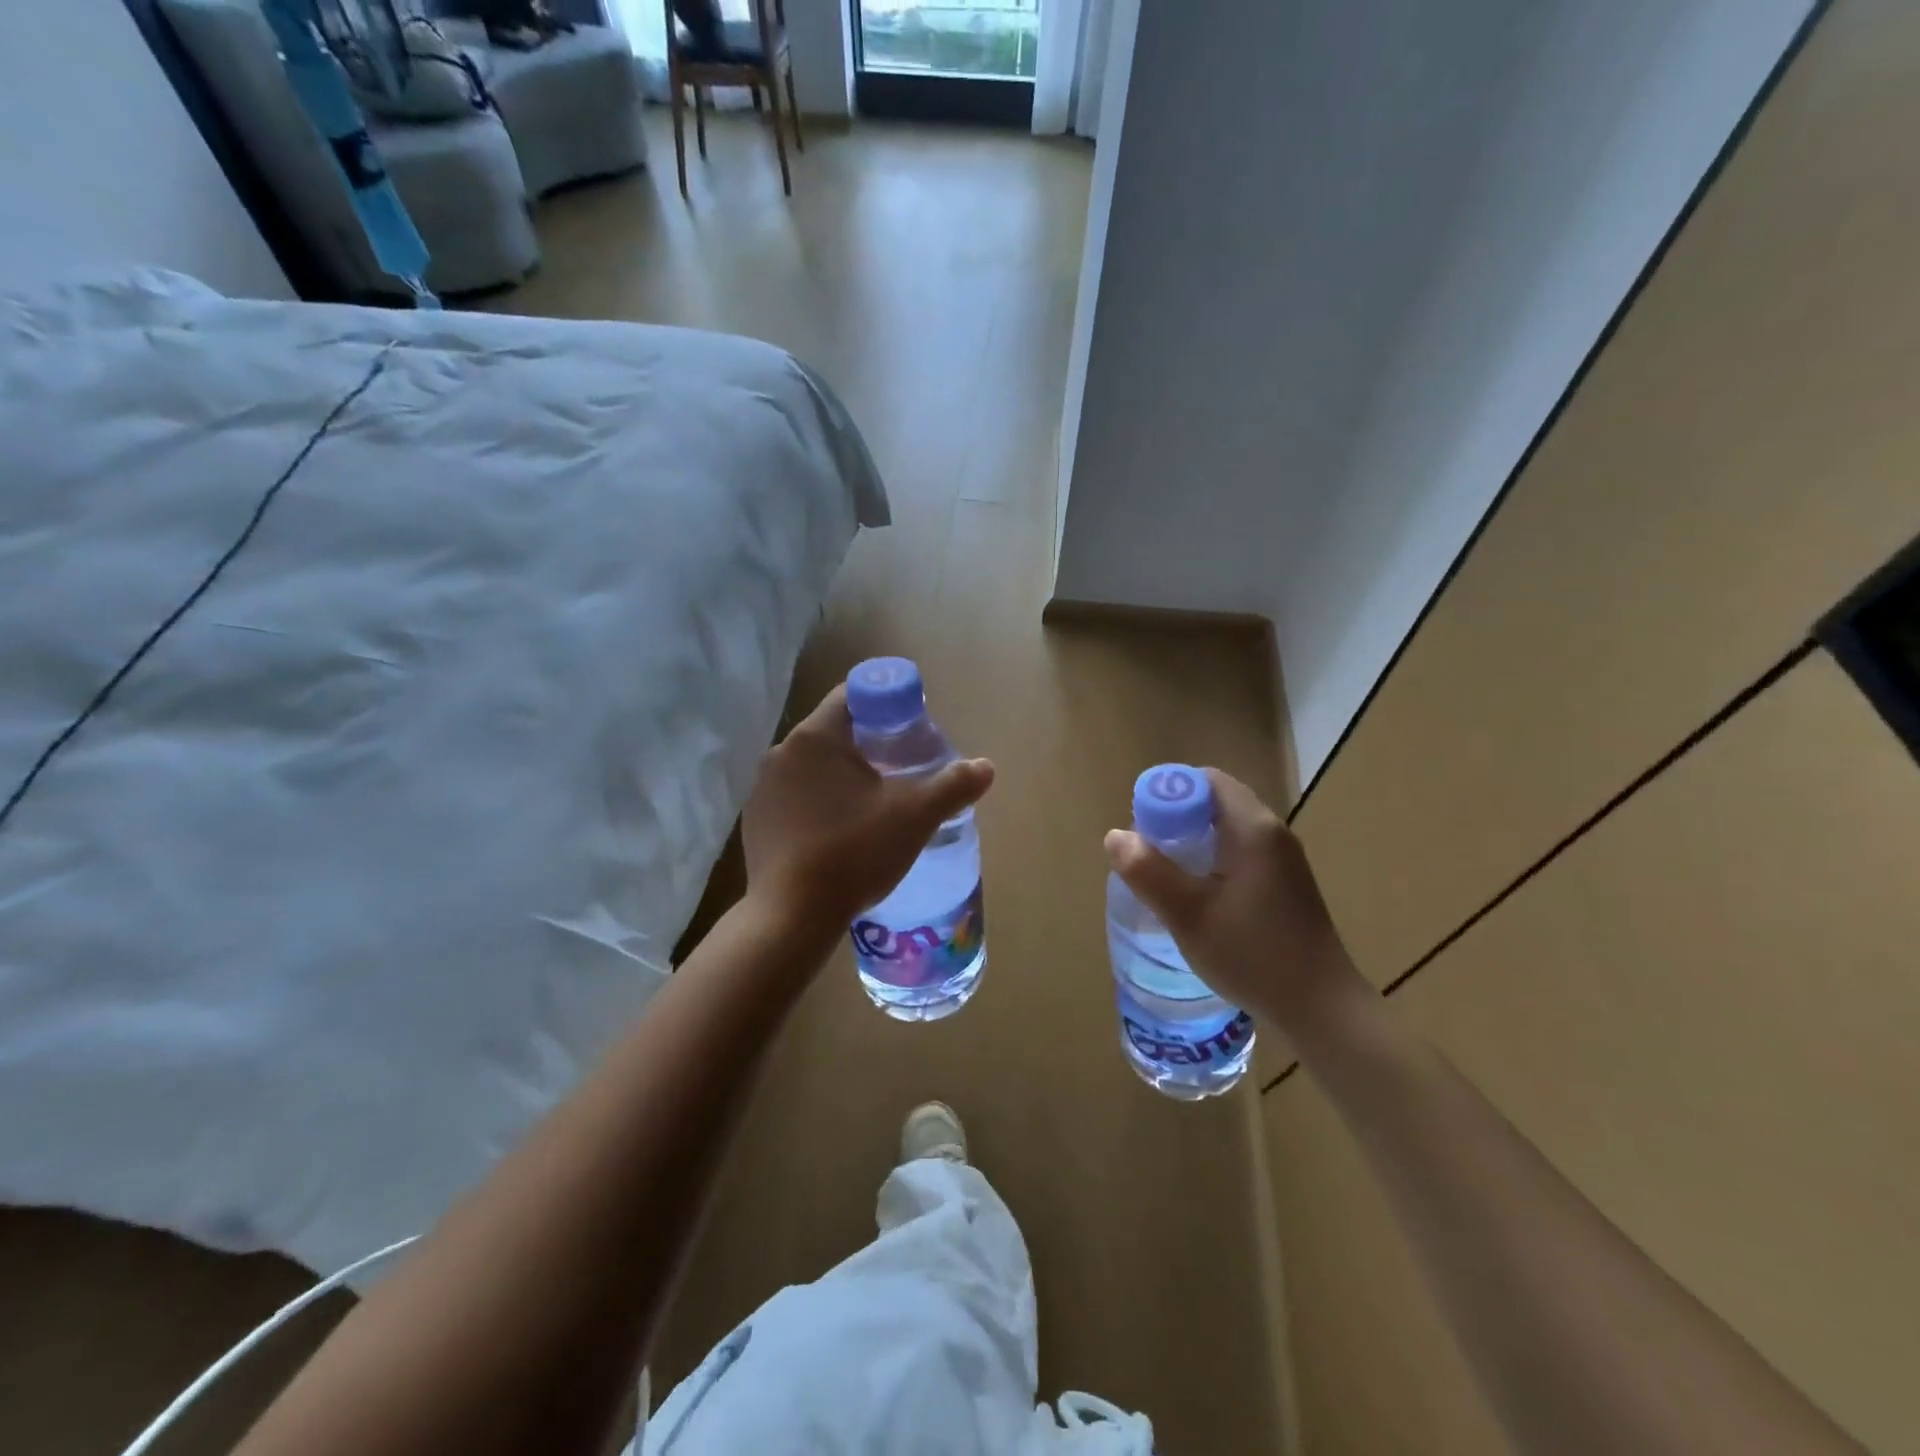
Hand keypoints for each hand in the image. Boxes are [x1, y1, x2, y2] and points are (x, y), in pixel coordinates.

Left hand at [743, 684, 994, 940]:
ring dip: (843, 776)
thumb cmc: (854, 852)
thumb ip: (953, 785)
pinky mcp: (755, 821)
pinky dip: (819, 803)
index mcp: (816, 737)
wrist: (791, 916)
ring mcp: (763, 788)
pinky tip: (839, 834)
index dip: (887, 704)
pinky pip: (795, 797)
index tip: (911, 728)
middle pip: (834, 732)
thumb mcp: (915, 817)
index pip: (853, 695)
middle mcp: (782, 753)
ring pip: (813, 767)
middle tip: (902, 770)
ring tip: (874, 805)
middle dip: (869, 744)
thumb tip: (986, 767)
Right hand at [1104, 769, 1362, 1031]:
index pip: (1205, 781)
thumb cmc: (1253, 955)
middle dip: (1176, 821)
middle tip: (1148, 856)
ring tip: (1166, 878)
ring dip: (1192, 843)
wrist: (1322, 1009)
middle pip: (1215, 803)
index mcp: (1252, 828)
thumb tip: (1116, 836)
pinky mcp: (1286, 884)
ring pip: (1227, 830)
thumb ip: (1149, 872)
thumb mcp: (1189, 915)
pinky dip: (1212, 861)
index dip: (1168, 795)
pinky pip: (1240, 853)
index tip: (1143, 828)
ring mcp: (1283, 860)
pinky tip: (1198, 898)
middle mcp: (1272, 833)